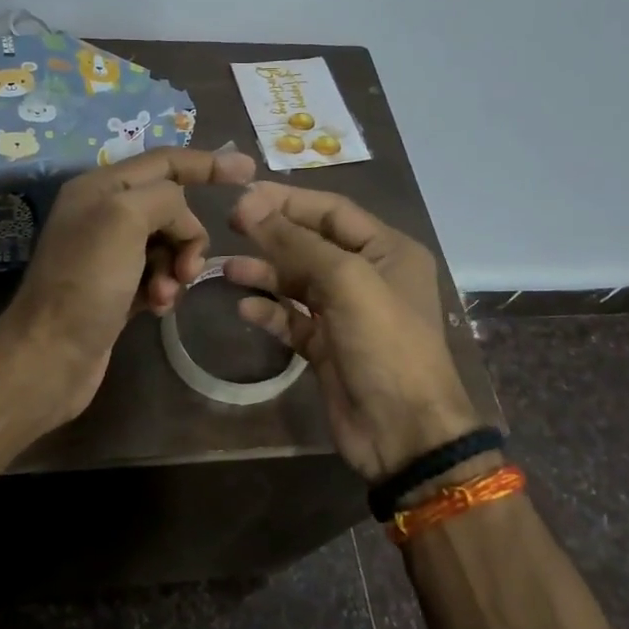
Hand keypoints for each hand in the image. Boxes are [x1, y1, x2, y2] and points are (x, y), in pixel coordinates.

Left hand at [0, 147, 257, 421]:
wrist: (50, 356)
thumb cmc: (86, 282)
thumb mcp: (124, 219)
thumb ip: (164, 200)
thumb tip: (181, 220)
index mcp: (100, 187)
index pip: (164, 161)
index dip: (207, 163)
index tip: (250, 172)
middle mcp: (102, 214)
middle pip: (170, 207)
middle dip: (188, 234)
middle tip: (186, 268)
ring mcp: (108, 254)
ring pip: (168, 245)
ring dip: (176, 267)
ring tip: (164, 295)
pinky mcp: (115, 290)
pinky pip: (157, 275)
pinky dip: (164, 288)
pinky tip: (157, 309)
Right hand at [224, 184, 481, 481]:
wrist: (403, 431)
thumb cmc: (384, 344)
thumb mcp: (346, 281)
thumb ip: (297, 242)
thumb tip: (251, 205)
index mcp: (387, 250)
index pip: (331, 211)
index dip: (287, 201)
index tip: (243, 197)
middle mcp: (368, 276)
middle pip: (312, 243)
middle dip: (272, 234)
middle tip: (229, 225)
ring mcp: (346, 314)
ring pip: (298, 282)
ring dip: (264, 274)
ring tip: (226, 269)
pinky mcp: (327, 347)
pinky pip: (292, 320)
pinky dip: (269, 312)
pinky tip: (244, 308)